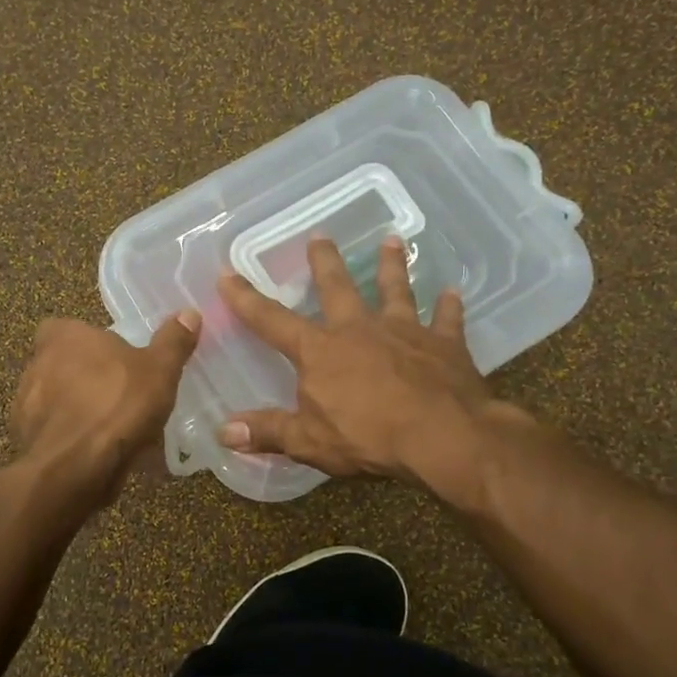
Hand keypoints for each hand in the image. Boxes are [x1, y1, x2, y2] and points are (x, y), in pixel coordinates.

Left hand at [10, 312, 200, 501]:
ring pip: (59, 401)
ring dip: (80, 411)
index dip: (91, 343)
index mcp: (63, 336)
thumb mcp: (159, 370)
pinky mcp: (26, 440)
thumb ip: (173, 342)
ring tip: (115, 431)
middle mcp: (36, 364)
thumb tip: (189, 313)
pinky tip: (99, 455)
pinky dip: (73, 440)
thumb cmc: (116, 405)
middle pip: (64, 364)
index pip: (68, 328)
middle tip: (122, 396)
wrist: (73, 469)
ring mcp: (25, 404)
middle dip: (88, 379)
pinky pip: (56, 433)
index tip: (116, 361)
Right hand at [216, 237, 513, 491]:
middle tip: (319, 235)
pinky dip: (449, 307)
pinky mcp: (444, 344)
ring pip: (395, 289)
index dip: (246, 299)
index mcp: (321, 351)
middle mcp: (359, 329)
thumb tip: (223, 432)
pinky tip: (453, 292)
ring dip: (392, 265)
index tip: (228, 274)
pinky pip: (447, 319)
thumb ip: (268, 432)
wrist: (442, 436)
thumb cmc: (369, 437)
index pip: (272, 321)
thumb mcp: (308, 442)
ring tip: (391, 240)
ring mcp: (405, 332)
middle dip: (324, 261)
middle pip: (338, 287)